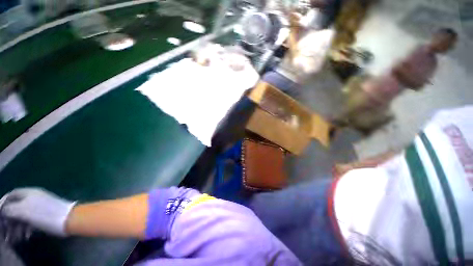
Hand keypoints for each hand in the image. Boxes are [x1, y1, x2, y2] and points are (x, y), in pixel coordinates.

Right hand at [0, 188, 75, 236]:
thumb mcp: (23, 211)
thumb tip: (3, 209)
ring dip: (17, 226)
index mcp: (29, 193)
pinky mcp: (46, 215)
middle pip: (17, 206)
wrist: (68, 219)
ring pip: (24, 215)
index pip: (12, 194)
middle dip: (9, 219)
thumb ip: (10, 209)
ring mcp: (41, 206)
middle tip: (6, 231)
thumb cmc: (44, 214)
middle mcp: (34, 197)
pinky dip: (27, 228)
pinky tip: (26, 236)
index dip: (3, 203)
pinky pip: (32, 221)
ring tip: (15, 238)